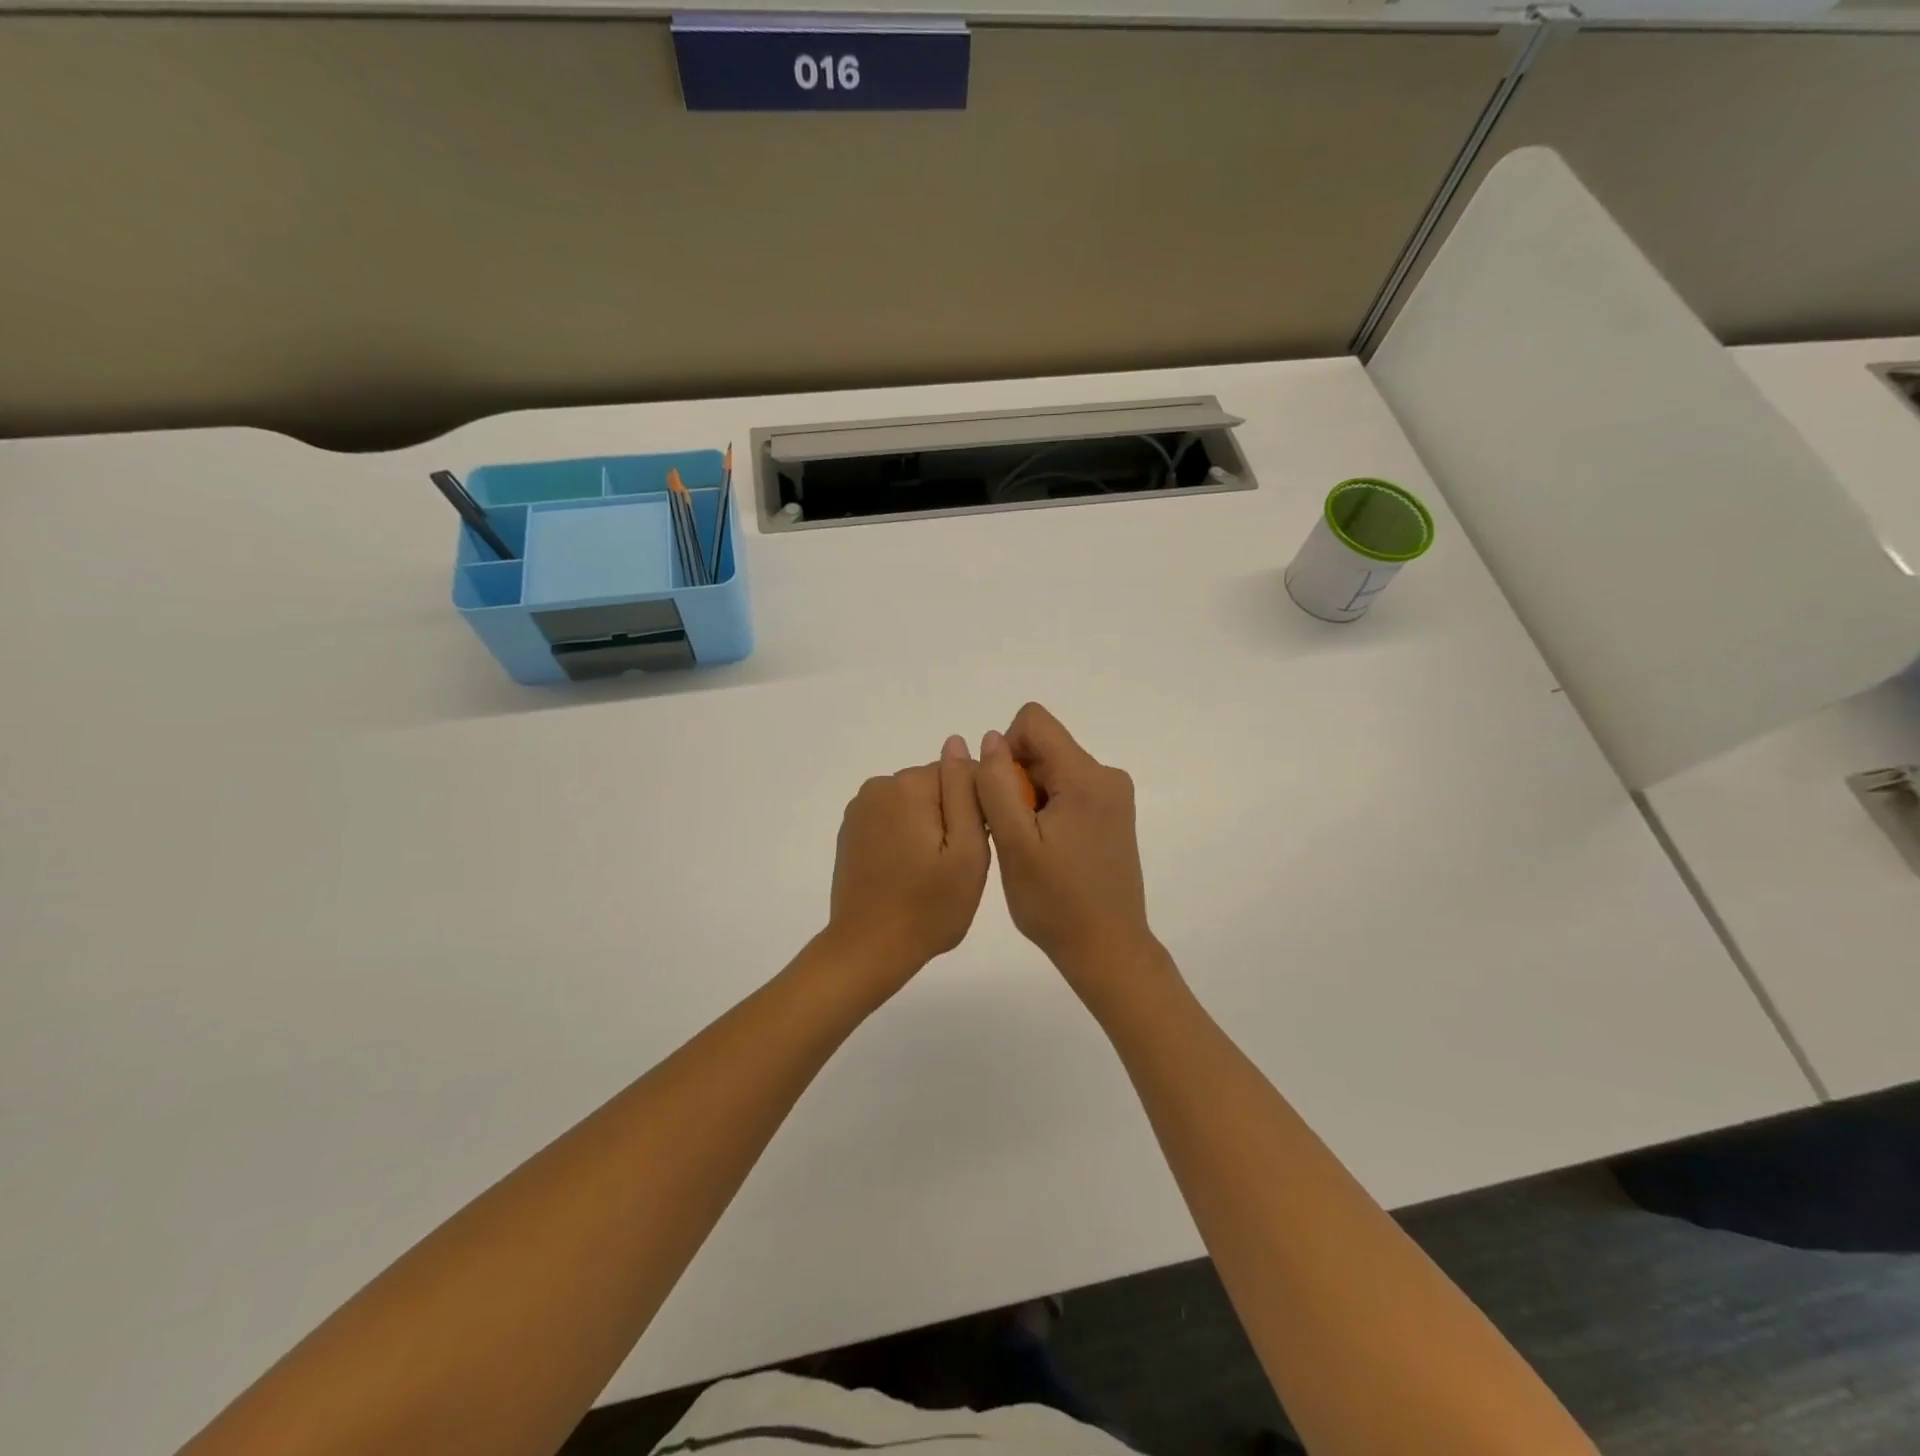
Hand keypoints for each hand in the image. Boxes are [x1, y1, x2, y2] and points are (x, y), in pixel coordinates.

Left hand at [828, 736, 991, 985]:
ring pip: (915, 804)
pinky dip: (906, 838)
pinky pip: (893, 820)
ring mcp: (859, 809)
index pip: (961, 773)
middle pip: (936, 787)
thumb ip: (966, 790)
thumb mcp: (967, 849)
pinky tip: (909, 872)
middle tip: (957, 865)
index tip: (980, 844)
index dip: (978, 807)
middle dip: (952, 816)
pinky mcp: (851, 832)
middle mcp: (879, 786)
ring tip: (933, 873)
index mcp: (908, 785)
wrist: (868, 949)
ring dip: (930, 828)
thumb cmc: (929, 905)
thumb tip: (959, 742)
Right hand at [975, 703, 1159, 997]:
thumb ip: (997, 783)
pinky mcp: (1112, 815)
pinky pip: (1068, 791)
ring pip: (1052, 771)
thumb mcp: (1014, 841)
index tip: (1002, 796)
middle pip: (1043, 747)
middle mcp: (1107, 776)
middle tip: (1013, 832)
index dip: (1005, 750)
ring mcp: (1113, 797)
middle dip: (1017, 780)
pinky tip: (1046, 850)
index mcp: (1086, 776)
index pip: (1034, 721)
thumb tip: (990, 738)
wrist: (1107, 950)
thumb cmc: (1055, 901)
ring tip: (1030, 846)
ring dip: (1029, 799)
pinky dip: (1047, 811)